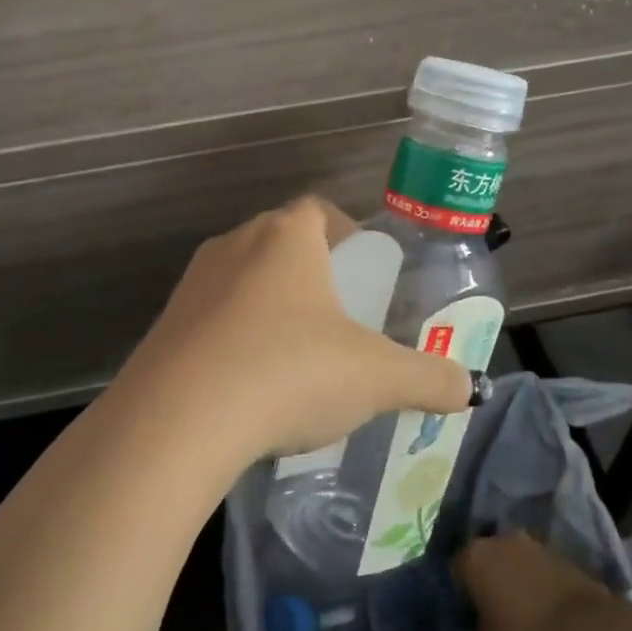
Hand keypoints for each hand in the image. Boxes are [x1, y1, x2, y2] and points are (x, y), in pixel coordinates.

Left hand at [109, 197, 469, 466]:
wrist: (179, 420)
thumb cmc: (290, 373)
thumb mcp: (376, 378)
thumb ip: (429, 378)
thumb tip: (468, 388)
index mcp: (286, 238)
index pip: (318, 210)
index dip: (346, 232)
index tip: (363, 270)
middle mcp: (234, 245)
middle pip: (279, 244)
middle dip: (311, 274)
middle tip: (337, 319)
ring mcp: (192, 284)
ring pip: (242, 282)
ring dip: (268, 308)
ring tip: (294, 359)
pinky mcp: (163, 326)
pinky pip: (210, 321)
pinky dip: (233, 341)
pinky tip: (248, 388)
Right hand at [454, 534, 609, 630]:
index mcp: (474, 557)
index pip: (456, 572)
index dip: (463, 598)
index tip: (472, 621)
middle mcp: (501, 541)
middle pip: (489, 562)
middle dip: (492, 585)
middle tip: (498, 619)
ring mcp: (536, 545)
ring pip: (518, 564)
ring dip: (520, 584)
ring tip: (529, 620)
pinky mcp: (566, 556)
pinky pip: (545, 571)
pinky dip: (544, 588)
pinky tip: (552, 616)